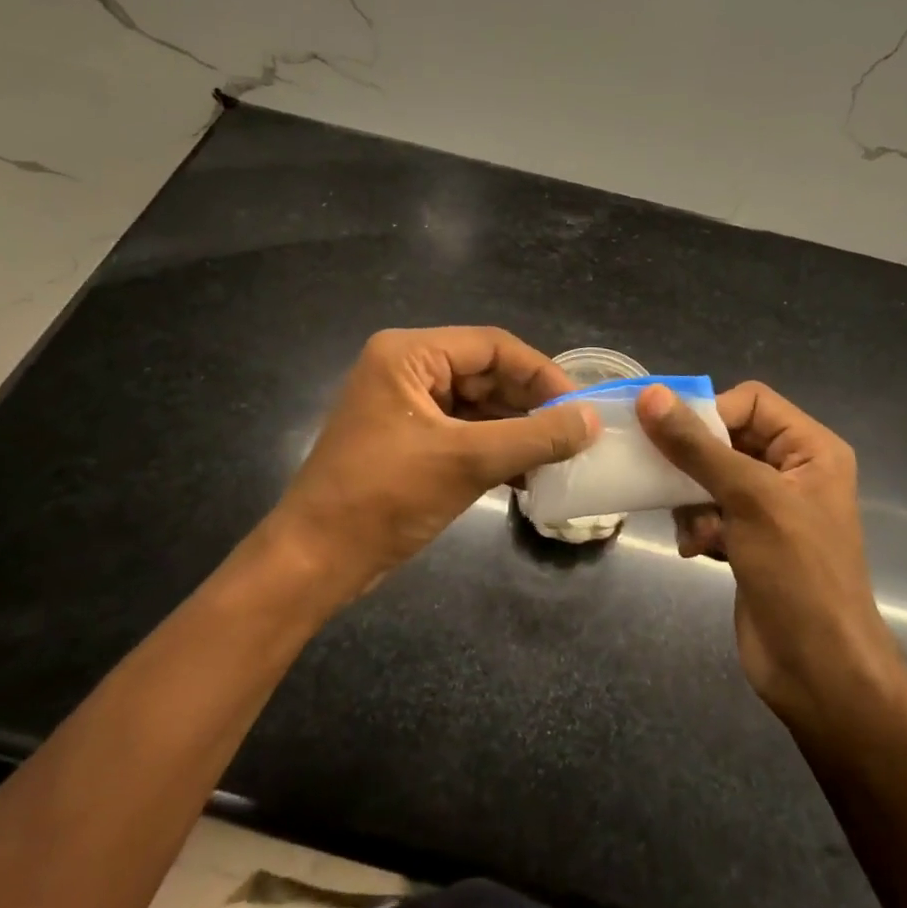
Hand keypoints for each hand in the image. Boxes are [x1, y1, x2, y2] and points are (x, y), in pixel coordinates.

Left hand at [271, 328, 597, 596]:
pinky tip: (530, 476)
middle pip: (487, 373)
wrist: (315, 561)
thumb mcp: (467, 461)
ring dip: (518, 431)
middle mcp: (407, 368)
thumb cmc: (384, 497)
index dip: (542, 374)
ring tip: (560, 458)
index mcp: (409, 354)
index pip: (493, 346)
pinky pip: (464, 431)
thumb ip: (535, 437)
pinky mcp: (409, 439)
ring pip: (479, 405)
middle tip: (575, 435)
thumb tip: (592, 419)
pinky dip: (496, 449)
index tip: (580, 407)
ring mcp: (407, 405)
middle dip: (531, 405)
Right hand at [636, 381, 904, 730]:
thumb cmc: (797, 573)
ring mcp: (769, 508)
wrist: (817, 669)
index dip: (710, 414)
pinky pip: (709, 512)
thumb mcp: (749, 499)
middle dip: (694, 463)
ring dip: (691, 500)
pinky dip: (697, 526)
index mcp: (810, 449)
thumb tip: (650, 394)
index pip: (750, 401)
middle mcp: (792, 471)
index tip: (672, 440)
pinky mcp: (749, 541)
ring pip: (709, 477)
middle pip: (725, 438)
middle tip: (664, 480)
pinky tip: (695, 550)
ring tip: (693, 529)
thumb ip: (697, 446)